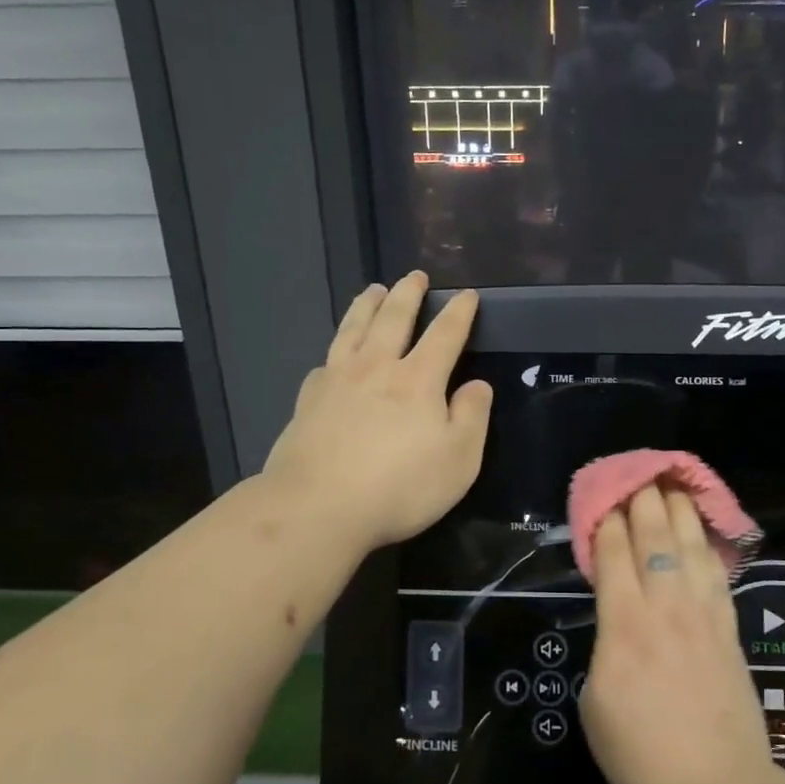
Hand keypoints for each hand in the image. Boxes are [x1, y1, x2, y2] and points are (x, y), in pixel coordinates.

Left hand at [264, 273, 492, 550]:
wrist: (316, 508)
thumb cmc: (399, 487)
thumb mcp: (458, 460)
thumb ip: (471, 417)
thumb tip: (477, 385)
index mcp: (418, 380)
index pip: (445, 335)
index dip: (459, 313)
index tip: (467, 294)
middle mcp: (376, 368)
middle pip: (393, 319)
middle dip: (408, 294)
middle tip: (415, 275)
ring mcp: (336, 382)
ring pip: (353, 330)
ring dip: (367, 306)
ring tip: (373, 289)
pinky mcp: (308, 402)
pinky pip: (324, 363)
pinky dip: (334, 351)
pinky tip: (333, 356)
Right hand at [578, 483, 777, 783]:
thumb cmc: (640, 753)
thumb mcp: (594, 702)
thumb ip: (604, 647)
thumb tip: (616, 624)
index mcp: (624, 623)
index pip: (614, 552)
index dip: (608, 519)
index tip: (602, 496)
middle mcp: (665, 606)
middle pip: (655, 536)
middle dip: (643, 498)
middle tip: (637, 472)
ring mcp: (703, 614)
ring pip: (691, 545)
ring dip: (680, 509)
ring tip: (673, 483)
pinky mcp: (729, 628)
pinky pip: (718, 573)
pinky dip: (709, 544)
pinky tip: (704, 531)